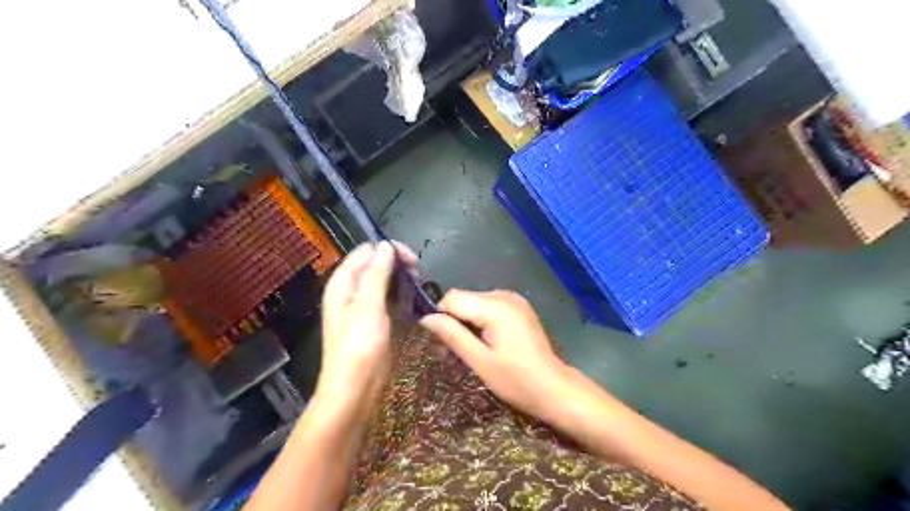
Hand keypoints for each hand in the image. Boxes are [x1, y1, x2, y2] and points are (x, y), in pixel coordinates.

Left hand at [318, 242, 415, 403]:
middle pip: (374, 263)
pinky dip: (398, 295)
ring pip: (382, 280)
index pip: (366, 251)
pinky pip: (385, 298)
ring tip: (418, 286)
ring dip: (400, 279)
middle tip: (418, 275)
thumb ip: (376, 273)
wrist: (354, 388)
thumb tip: (385, 245)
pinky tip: (412, 300)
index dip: (389, 250)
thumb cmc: (359, 345)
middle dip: (397, 264)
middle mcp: (350, 290)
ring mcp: (361, 306)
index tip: (413, 261)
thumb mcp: (368, 305)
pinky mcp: (372, 320)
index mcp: (343, 282)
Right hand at [419, 289, 566, 421]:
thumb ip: (452, 335)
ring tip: (465, 353)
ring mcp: (514, 300)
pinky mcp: (518, 308)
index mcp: (495, 306)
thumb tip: (425, 318)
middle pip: (463, 300)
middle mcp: (504, 295)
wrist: (554, 388)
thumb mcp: (479, 361)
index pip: (452, 298)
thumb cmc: (516, 380)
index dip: (440, 317)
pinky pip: (489, 308)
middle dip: (452, 323)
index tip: (439, 343)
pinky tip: (482, 344)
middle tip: (449, 355)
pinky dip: (480, 323)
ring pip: (474, 304)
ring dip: (465, 325)